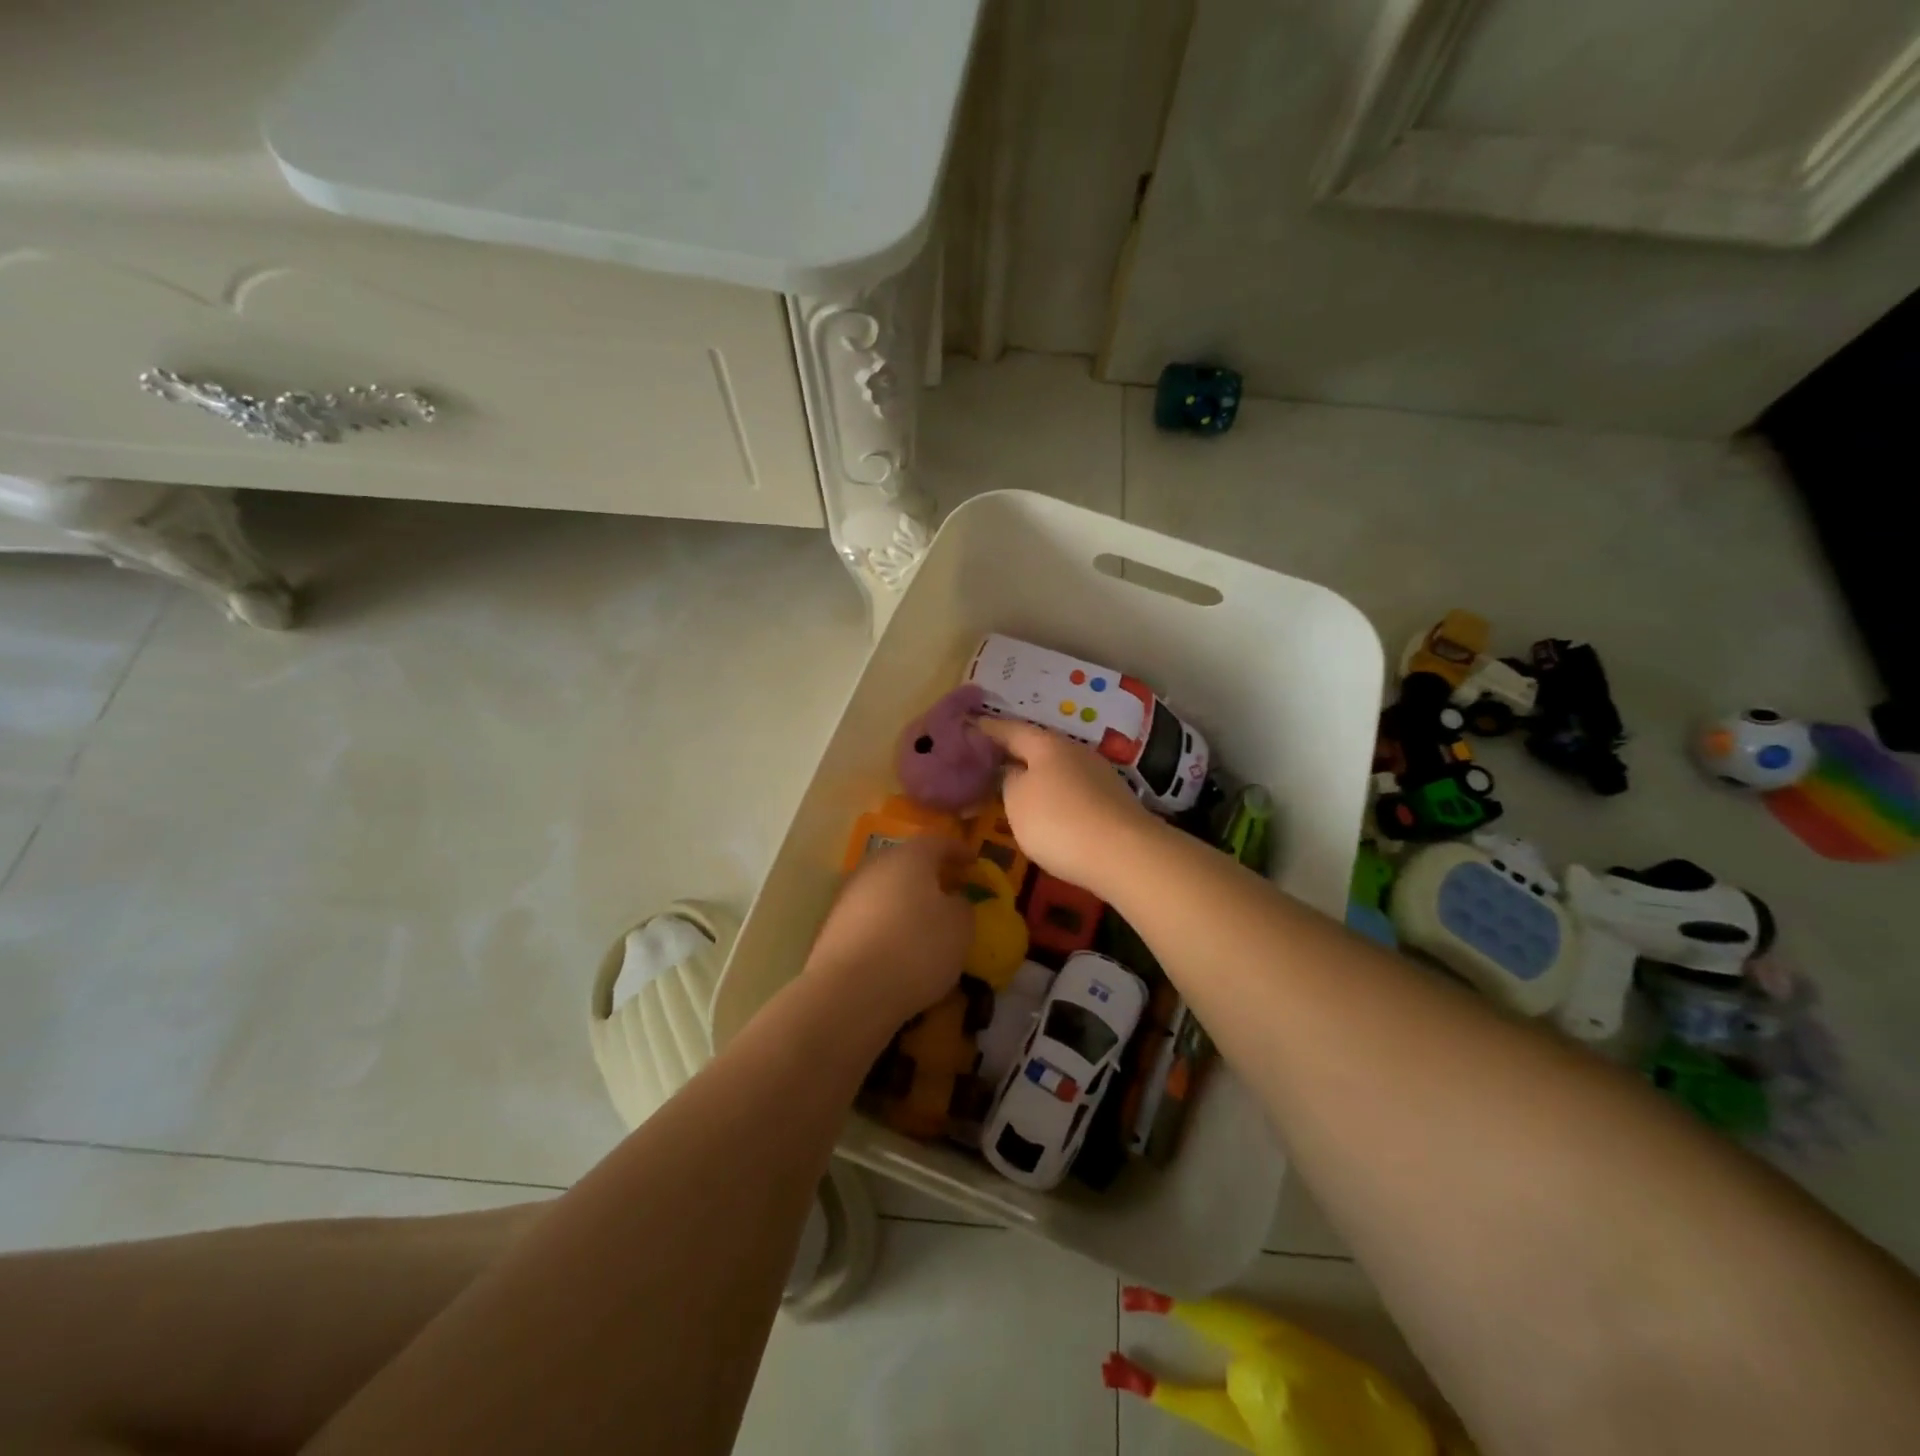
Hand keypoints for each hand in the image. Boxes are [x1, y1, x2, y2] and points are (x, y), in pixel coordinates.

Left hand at [805, 835, 972, 1027]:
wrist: (850, 991)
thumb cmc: (916, 948)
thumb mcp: (960, 927)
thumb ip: (962, 906)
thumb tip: (952, 900)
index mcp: (908, 857)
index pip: (937, 841)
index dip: (958, 850)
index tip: (974, 862)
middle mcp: (875, 867)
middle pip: (906, 862)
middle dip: (929, 874)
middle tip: (950, 890)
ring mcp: (849, 896)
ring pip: (886, 889)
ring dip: (906, 900)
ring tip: (926, 922)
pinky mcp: (834, 927)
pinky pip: (870, 916)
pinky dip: (888, 923)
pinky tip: (899, 946)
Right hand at [976, 717, 1160, 899]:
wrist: (1125, 854)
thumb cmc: (1059, 822)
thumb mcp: (1017, 802)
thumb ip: (1007, 781)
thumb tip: (1011, 771)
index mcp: (1046, 744)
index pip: (1009, 729)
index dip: (986, 728)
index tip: (966, 726)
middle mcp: (1074, 750)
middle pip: (1036, 747)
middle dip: (1012, 753)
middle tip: (986, 761)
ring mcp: (1097, 774)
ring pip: (1056, 768)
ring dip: (1035, 775)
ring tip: (1013, 788)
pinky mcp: (1111, 799)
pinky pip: (1073, 789)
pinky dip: (1055, 794)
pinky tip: (1047, 809)